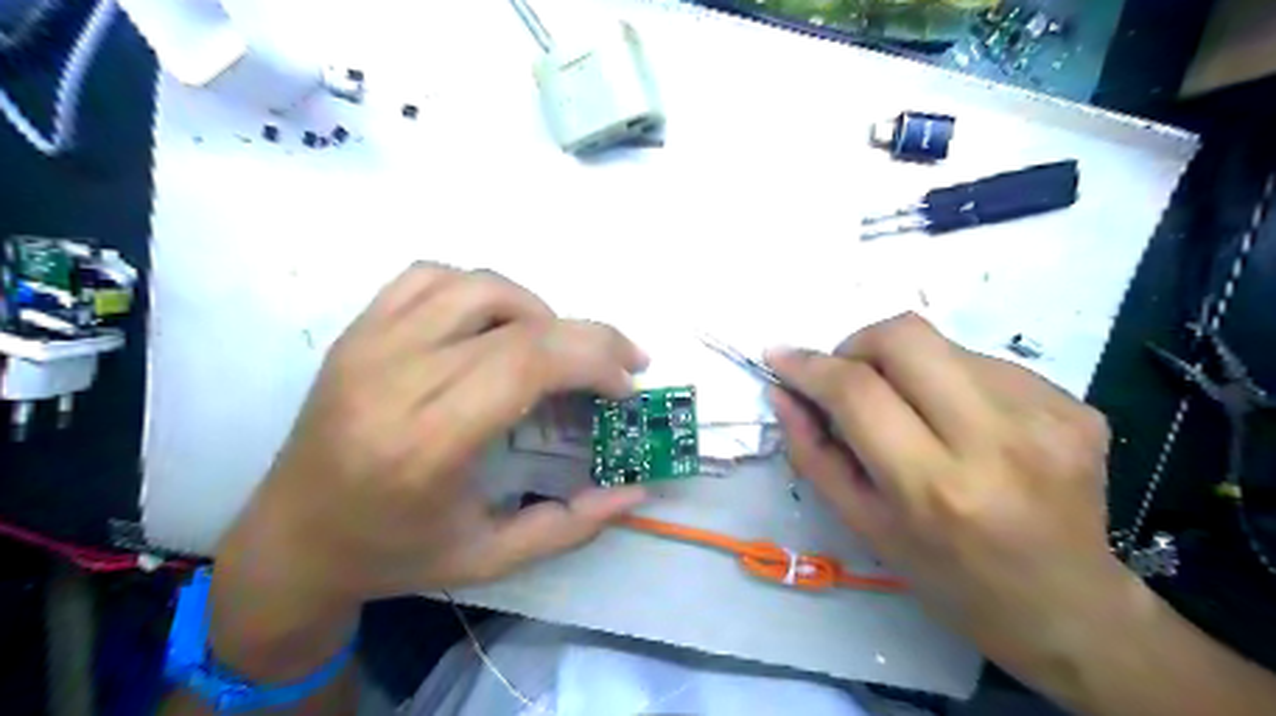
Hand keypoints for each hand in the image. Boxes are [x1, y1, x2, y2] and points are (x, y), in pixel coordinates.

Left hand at [215, 266, 649, 612]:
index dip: (593, 360)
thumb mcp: (491, 560)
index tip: (626, 386)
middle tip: (621, 363)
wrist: (291, 540)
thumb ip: (571, 525)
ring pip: (479, 286)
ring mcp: (370, 345)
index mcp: (427, 443)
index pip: (528, 363)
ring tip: (556, 348)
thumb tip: (636, 492)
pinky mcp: (357, 331)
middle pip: (518, 323)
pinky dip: (480, 289)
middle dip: (589, 337)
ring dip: (537, 310)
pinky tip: (495, 325)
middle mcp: (396, 379)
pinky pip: (430, 276)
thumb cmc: (394, 555)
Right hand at [766, 314, 1136, 681]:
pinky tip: (963, 424)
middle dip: (858, 345)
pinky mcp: (1075, 405)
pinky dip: (952, 381)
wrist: (1068, 608)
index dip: (809, 365)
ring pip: (944, 344)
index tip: (780, 356)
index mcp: (933, 487)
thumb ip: (813, 453)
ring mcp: (1046, 416)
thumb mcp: (864, 525)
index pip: (857, 391)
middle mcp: (996, 441)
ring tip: (914, 413)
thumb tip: (783, 391)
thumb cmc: (949, 578)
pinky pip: (986, 363)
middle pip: (905, 337)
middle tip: (849, 377)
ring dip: (907, 367)